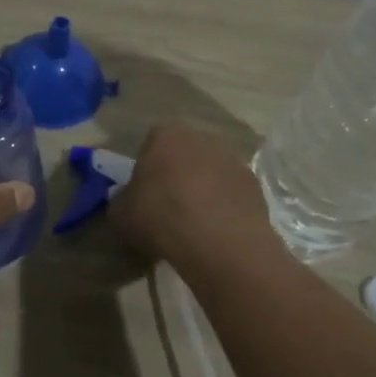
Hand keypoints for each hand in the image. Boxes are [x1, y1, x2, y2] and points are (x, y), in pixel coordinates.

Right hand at [110, 125, 274, 274]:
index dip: (147, 168)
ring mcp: (232, 158)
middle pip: (185, 153)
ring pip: (211, 170)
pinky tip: (217, 229)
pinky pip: (232, 191)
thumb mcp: (121, 214)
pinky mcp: (254, 183)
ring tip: (196, 221)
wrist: (217, 240)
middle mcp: (200, 137)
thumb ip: (122, 200)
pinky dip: (225, 204)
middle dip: (178, 173)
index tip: (145, 193)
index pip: (151, 144)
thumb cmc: (160, 217)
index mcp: (164, 136)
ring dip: (204, 188)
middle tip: (170, 205)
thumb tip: (127, 200)